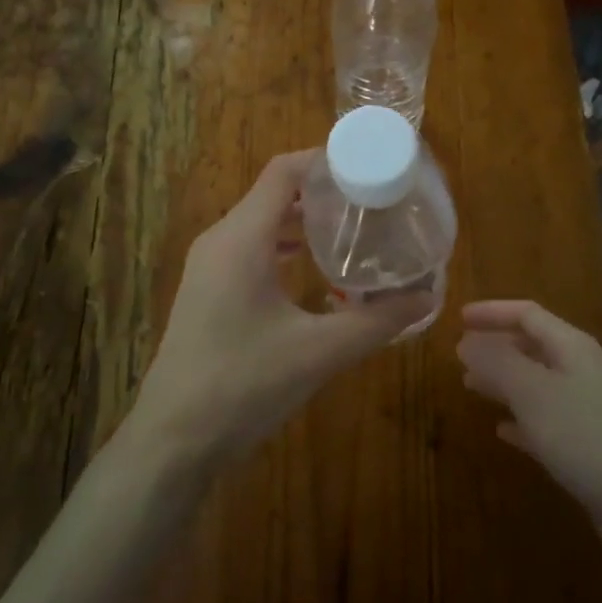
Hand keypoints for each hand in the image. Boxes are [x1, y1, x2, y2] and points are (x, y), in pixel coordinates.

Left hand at [125, 151, 433, 469]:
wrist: (173, 441)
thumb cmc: (243, 386)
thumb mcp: (319, 352)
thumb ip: (378, 322)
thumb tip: (428, 296)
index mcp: (241, 238)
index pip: (284, 171)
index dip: (326, 160)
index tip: (372, 167)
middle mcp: (220, 240)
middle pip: (274, 192)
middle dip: (323, 190)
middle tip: (374, 200)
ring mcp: (209, 266)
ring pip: (261, 221)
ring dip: (303, 219)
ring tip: (353, 229)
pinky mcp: (208, 290)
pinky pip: (250, 248)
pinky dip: (284, 245)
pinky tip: (314, 268)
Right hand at [458, 301, 601, 559]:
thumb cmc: (583, 436)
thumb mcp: (532, 392)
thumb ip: (496, 362)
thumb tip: (465, 342)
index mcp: (571, 346)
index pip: (526, 314)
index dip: (491, 312)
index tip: (458, 319)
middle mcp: (580, 369)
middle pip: (532, 345)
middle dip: (495, 346)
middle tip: (460, 356)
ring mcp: (587, 407)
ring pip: (536, 382)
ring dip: (503, 380)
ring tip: (471, 386)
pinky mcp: (587, 443)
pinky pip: (545, 419)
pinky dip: (520, 418)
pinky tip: (501, 430)